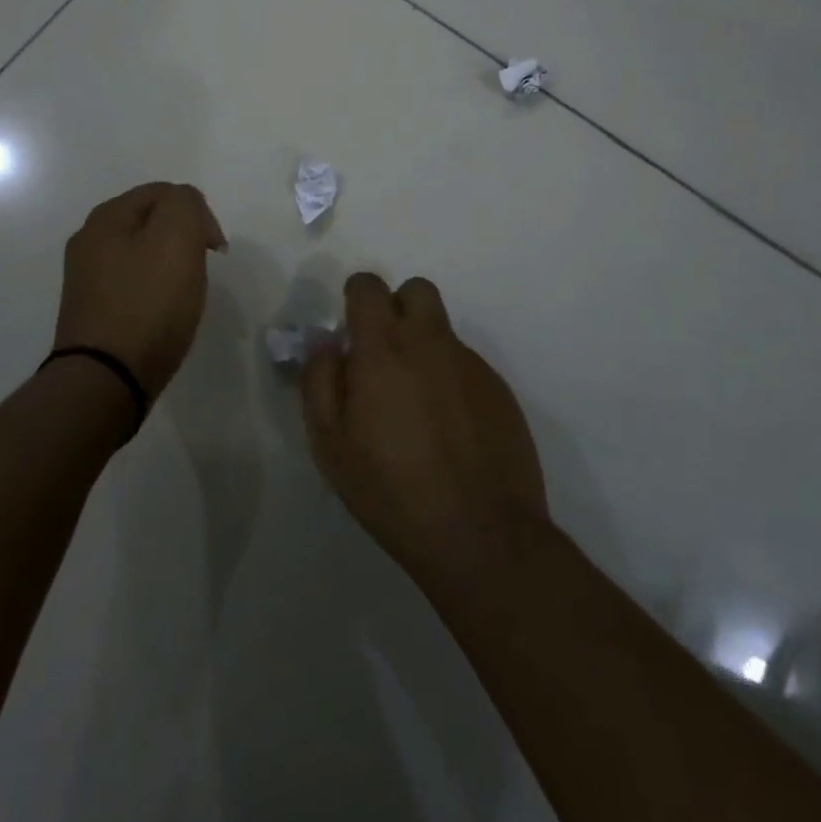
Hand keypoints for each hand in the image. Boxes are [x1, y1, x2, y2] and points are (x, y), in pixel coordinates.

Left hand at [54, 182, 225, 398]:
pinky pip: (132, 286)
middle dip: (183, 239)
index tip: (214, 249)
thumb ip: (186, 204)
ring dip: (169, 267)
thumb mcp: (177, 236)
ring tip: (184, 295)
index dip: (198, 213)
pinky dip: (153, 293)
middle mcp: (89, 241)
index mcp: (107, 217)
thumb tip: (187, 207)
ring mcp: (86, 278)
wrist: (105, 380)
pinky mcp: (91, 312)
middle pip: (152, 222)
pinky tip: (162, 315)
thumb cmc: (147, 303)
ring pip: (143, 255)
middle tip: (200, 270)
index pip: (164, 192)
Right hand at [303, 273, 549, 590]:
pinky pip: (467, 366)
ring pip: (442, 331)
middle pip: (417, 290)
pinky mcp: (500, 390)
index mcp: (384, 348)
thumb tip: (327, 343)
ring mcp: (472, 365)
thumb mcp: (330, 444)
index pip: (369, 286)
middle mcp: (431, 343)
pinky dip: (451, 381)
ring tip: (417, 407)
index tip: (351, 330)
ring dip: (424, 349)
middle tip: (385, 354)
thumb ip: (320, 380)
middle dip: (397, 307)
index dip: (356, 298)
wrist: (482, 535)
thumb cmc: (391, 490)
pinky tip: (448, 431)